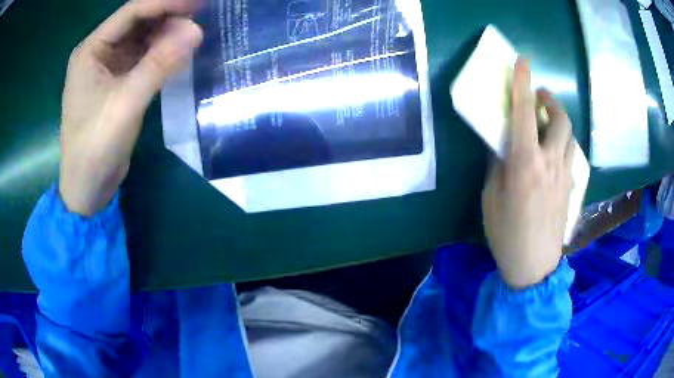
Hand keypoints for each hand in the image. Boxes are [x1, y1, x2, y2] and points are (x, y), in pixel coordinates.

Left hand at [59, 0, 202, 215]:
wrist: (87, 187)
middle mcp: (98, 52)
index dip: (165, 2)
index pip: (132, 12)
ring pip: (141, 38)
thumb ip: (159, 64)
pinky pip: (142, 57)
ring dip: (166, 34)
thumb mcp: (126, 103)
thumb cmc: (96, 146)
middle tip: (199, 16)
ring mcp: (107, 67)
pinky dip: (160, 53)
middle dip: (167, 16)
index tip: (197, 3)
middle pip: (137, 21)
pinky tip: (177, 53)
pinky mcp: (117, 82)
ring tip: (192, 34)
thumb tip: (196, 31)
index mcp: (91, 50)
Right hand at [482, 58, 574, 288]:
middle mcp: (549, 161)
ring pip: (569, 135)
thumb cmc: (506, 233)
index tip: (523, 61)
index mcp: (525, 162)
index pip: (525, 112)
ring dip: (558, 120)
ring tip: (546, 122)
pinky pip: (570, 154)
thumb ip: (499, 163)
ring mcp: (565, 174)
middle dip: (550, 100)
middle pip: (559, 119)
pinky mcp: (571, 186)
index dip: (523, 83)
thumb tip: (502, 143)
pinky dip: (562, 143)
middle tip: (539, 96)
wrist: (533, 265)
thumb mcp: (492, 196)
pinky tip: (553, 153)